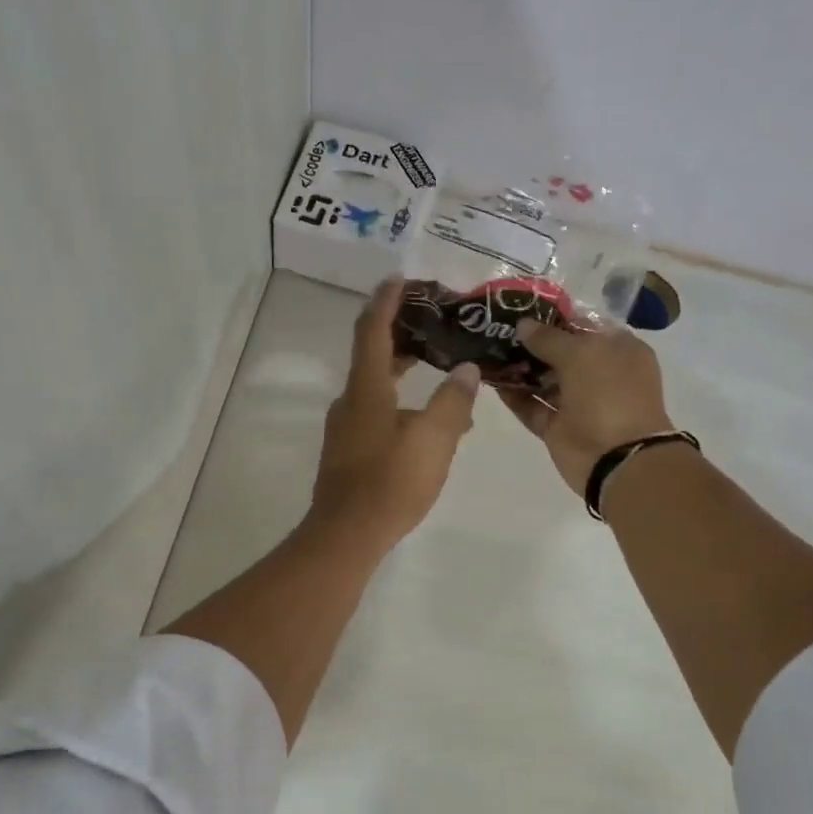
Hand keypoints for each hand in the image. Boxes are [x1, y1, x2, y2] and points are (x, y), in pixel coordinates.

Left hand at [309, 278, 482, 548]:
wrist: (347, 534)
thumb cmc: (390, 482)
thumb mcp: (433, 439)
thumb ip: (452, 401)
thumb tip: (467, 371)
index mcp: (366, 388)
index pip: (373, 330)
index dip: (387, 301)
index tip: (401, 278)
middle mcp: (350, 401)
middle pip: (373, 355)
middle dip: (402, 335)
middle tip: (434, 322)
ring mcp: (345, 428)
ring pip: (376, 387)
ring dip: (405, 372)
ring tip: (442, 371)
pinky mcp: (348, 451)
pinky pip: (376, 412)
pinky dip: (400, 402)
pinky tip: (427, 421)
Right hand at [502, 320, 675, 497]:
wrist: (616, 458)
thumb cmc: (609, 394)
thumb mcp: (582, 354)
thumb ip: (548, 338)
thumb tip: (522, 325)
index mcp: (618, 349)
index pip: (583, 324)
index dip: (554, 316)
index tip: (520, 308)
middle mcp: (599, 373)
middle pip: (560, 352)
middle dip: (531, 342)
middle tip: (496, 329)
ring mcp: (578, 403)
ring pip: (543, 380)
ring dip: (519, 368)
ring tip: (488, 351)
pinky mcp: (558, 427)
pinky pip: (532, 407)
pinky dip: (515, 396)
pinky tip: (491, 380)